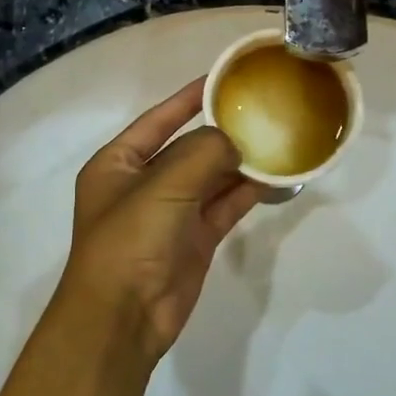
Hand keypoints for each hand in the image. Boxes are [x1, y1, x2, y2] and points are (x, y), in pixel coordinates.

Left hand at [51, 78, 264, 362]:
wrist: (123, 318)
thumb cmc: (130, 240)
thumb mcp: (162, 186)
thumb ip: (202, 153)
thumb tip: (233, 143)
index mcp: (118, 164)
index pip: (157, 119)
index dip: (189, 98)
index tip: (223, 78)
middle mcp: (143, 183)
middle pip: (188, 147)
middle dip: (223, 132)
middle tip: (263, 109)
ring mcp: (171, 213)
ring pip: (211, 177)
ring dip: (240, 162)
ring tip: (278, 139)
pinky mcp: (195, 239)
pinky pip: (225, 206)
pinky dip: (247, 191)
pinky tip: (276, 177)